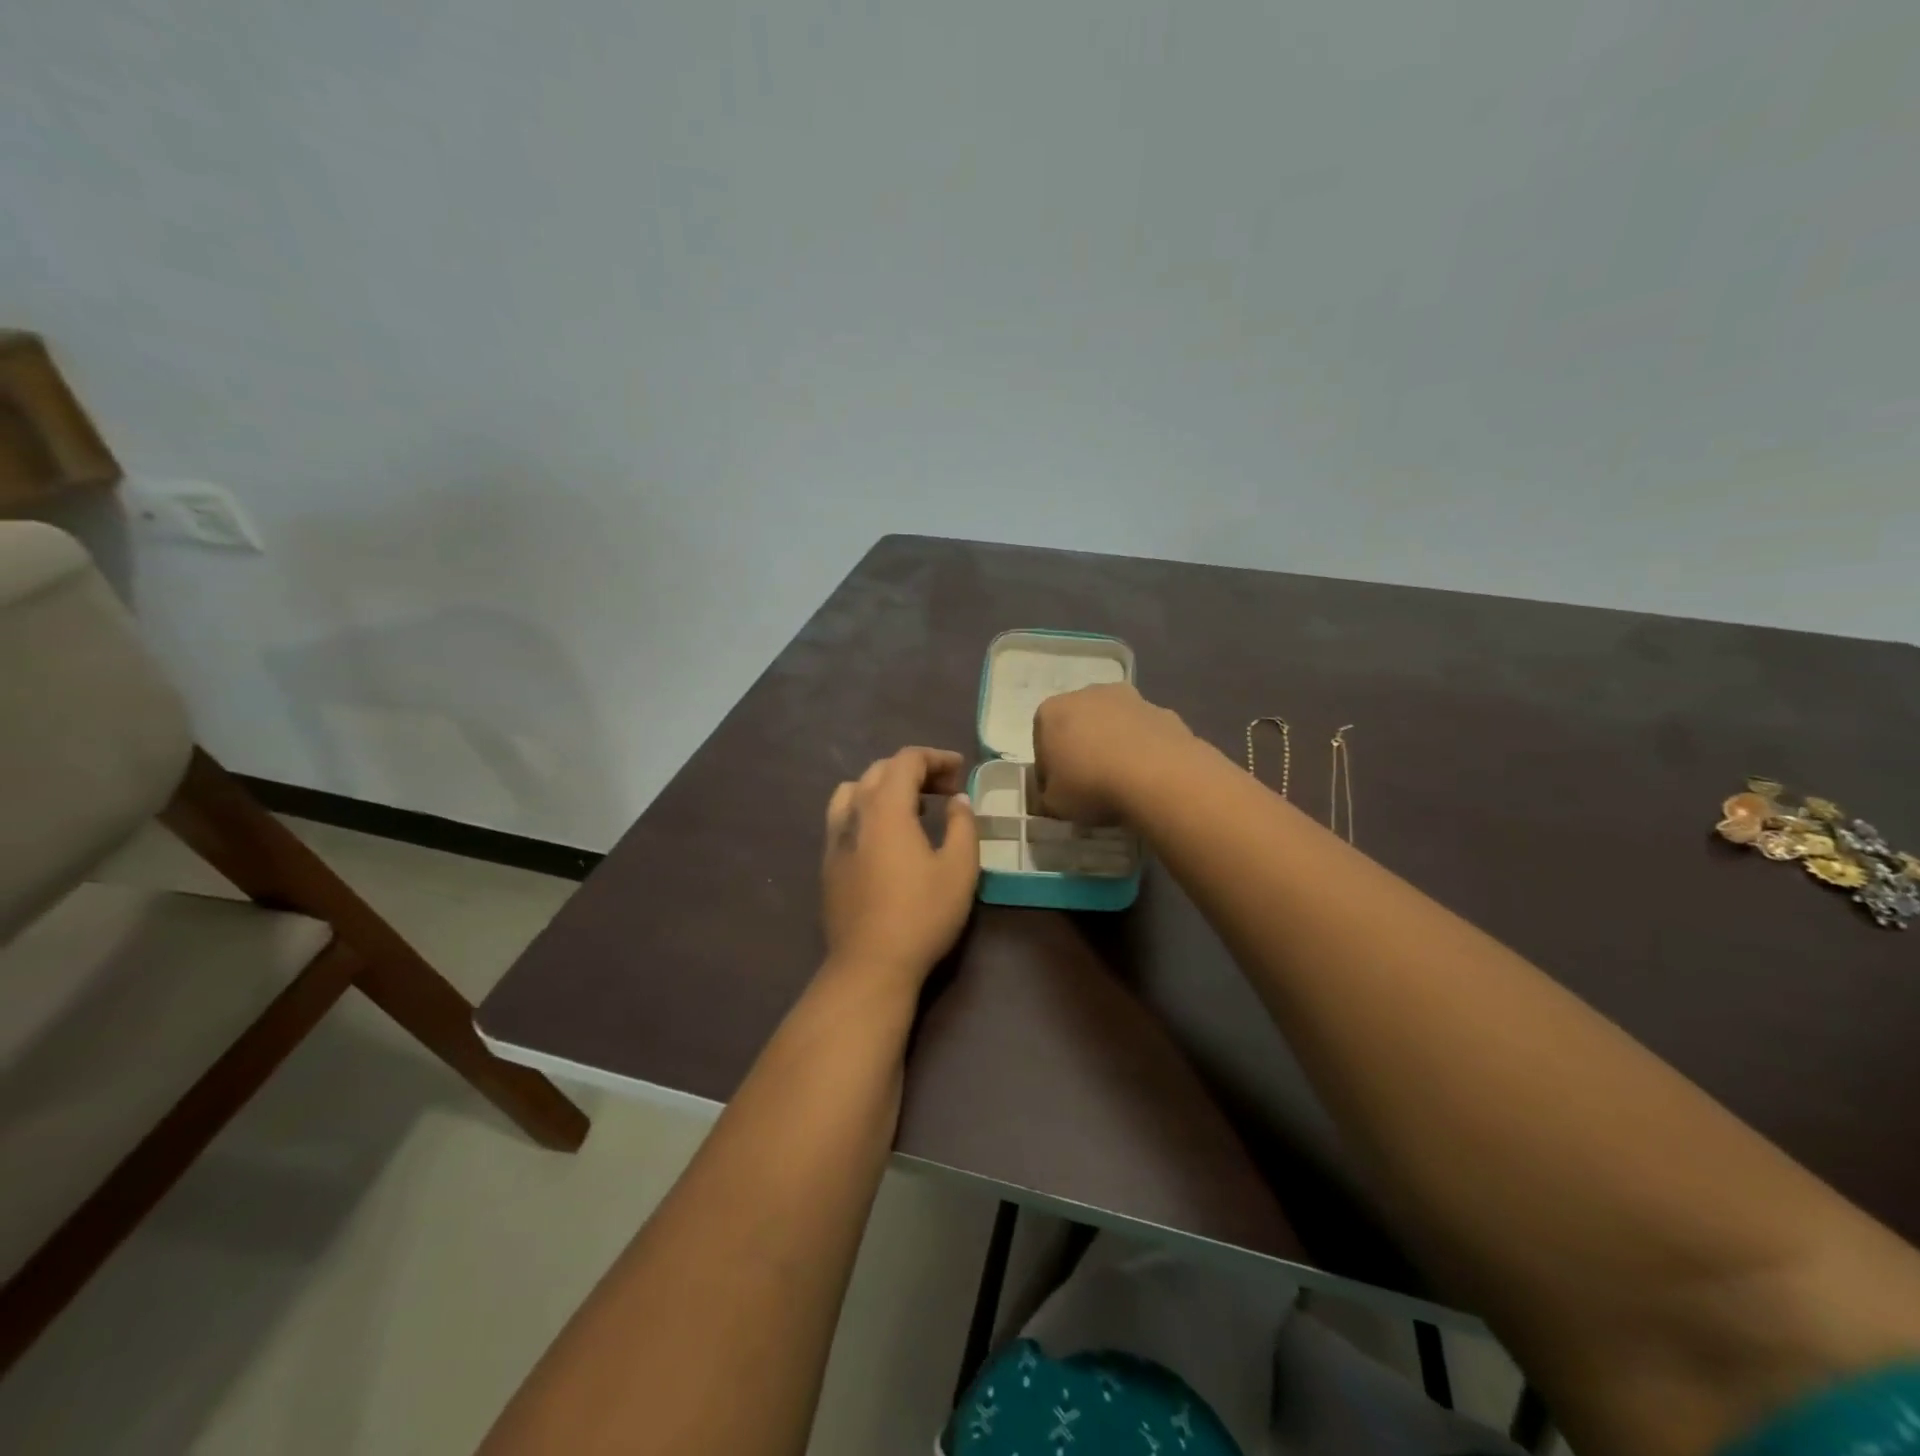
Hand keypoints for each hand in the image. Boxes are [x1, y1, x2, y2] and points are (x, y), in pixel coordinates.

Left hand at [822, 747, 979, 986]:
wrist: (870, 964)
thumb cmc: (922, 914)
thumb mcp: (959, 869)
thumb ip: (962, 825)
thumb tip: (957, 800)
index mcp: (886, 807)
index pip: (906, 760)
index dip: (936, 757)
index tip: (960, 770)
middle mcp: (854, 813)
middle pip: (880, 770)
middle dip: (914, 770)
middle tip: (945, 790)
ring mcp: (835, 838)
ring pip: (855, 790)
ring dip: (885, 787)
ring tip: (912, 807)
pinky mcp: (828, 862)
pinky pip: (844, 817)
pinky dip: (867, 809)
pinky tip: (885, 837)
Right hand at [1032, 683, 1197, 823]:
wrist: (1159, 778)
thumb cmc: (1092, 785)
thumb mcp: (1054, 804)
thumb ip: (1048, 796)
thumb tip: (1054, 794)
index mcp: (1052, 711)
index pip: (1041, 742)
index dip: (1049, 770)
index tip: (1060, 791)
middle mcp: (1087, 694)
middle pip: (1078, 725)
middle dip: (1081, 750)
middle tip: (1089, 784)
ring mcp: (1129, 698)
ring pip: (1112, 725)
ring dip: (1113, 746)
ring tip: (1121, 781)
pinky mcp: (1162, 710)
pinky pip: (1143, 733)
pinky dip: (1142, 749)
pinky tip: (1148, 775)